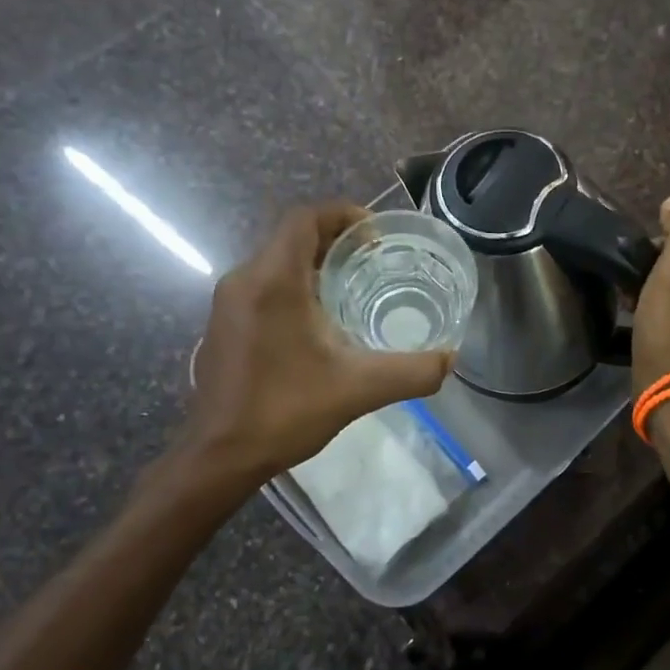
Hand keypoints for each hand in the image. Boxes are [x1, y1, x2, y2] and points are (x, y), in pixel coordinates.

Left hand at [184, 203, 453, 481]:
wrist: (220, 456)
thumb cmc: (285, 411)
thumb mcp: (358, 389)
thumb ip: (411, 372)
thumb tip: (450, 360)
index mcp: (272, 280)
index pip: (304, 218)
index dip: (342, 214)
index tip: (375, 234)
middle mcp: (244, 280)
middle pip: (291, 238)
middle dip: (334, 241)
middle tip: (375, 260)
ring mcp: (227, 303)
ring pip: (276, 263)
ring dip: (314, 265)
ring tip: (355, 287)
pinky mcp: (223, 325)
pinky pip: (263, 286)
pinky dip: (294, 287)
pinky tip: (320, 321)